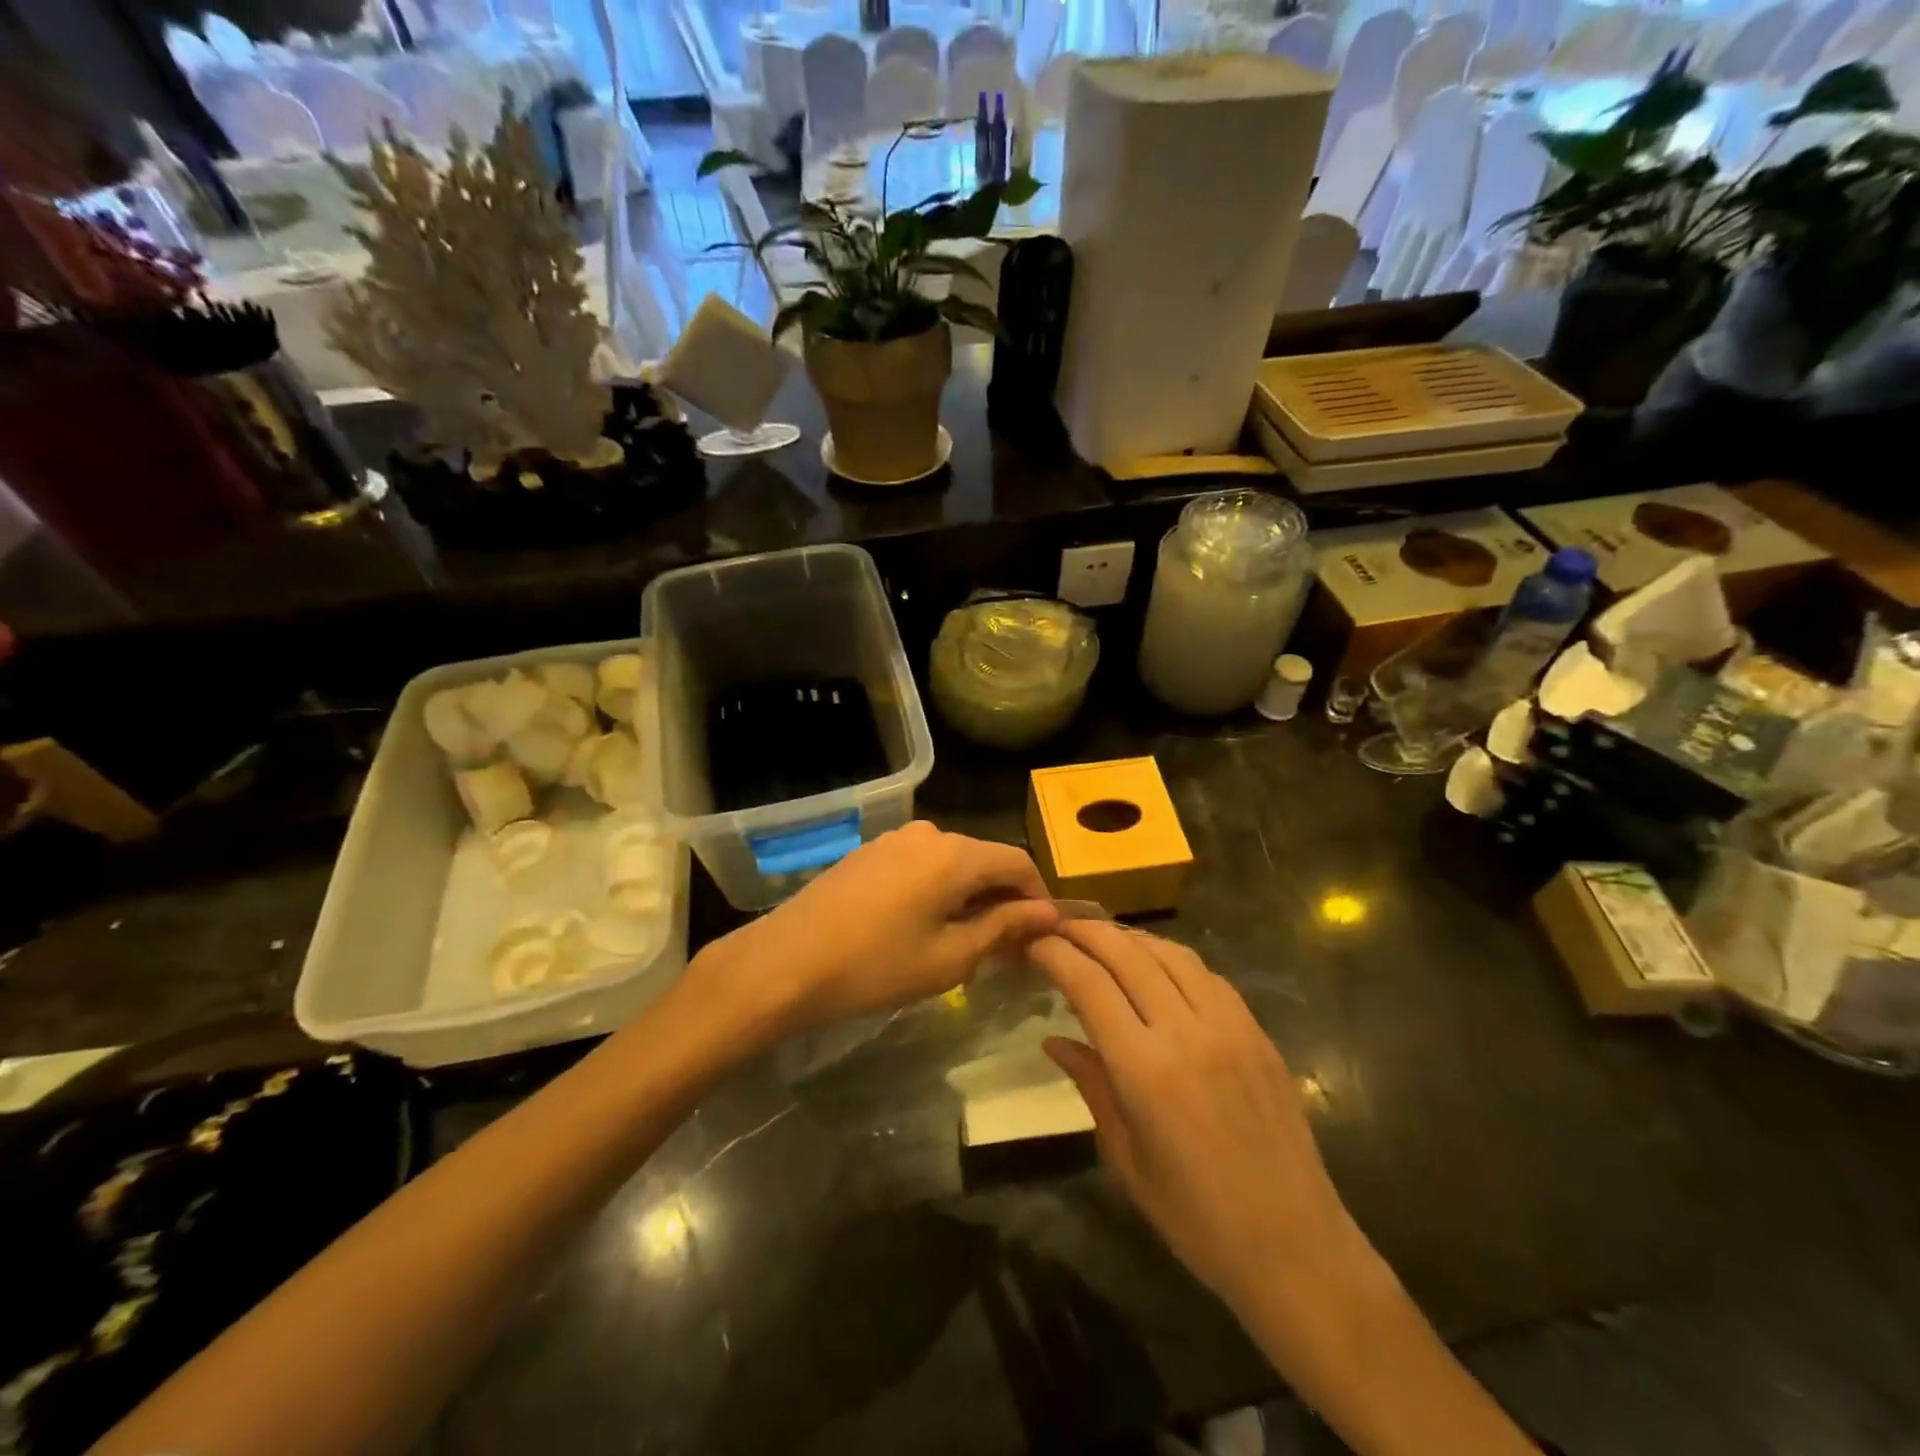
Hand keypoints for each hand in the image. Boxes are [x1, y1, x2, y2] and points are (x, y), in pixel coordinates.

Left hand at [692, 821, 1060, 1040]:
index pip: (1018, 862)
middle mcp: (928, 833)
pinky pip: (922, 864)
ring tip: (967, 941)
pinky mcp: (870, 852)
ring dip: (970, 895)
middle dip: (1003, 899)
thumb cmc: (875, 966)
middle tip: (1008, 947)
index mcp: (955, 854)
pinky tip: (926, 925)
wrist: (785, 962)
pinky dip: (938, 889)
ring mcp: (894, 839)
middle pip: (984, 859)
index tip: (1042, 935)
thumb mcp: (949, 957)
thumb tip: (1047, 913)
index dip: (1038, 896)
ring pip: (952, 862)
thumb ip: (1003, 927)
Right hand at [1029, 922, 1362, 1319]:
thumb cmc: (1195, 1216)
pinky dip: (1171, 957)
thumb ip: (1091, 1085)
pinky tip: (1156, 966)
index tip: (1033, 943)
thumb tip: (1054, 1040)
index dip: (1056, 954)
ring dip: (1130, 937)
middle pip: (1127, 953)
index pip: (1089, 984)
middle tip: (1059, 927)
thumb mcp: (1125, 1158)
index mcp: (1145, 1069)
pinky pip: (1207, 974)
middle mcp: (1187, 1031)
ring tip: (1102, 938)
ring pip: (1170, 953)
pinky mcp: (1257, 1031)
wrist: (1294, 1245)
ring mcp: (1229, 1025)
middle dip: (1086, 931)